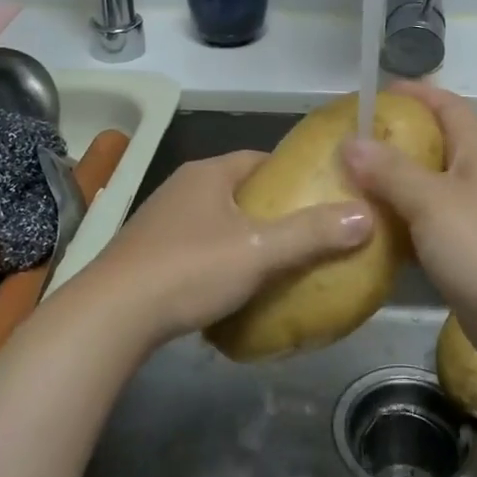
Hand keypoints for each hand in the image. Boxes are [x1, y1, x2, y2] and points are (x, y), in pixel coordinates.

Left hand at [74, 151, 372, 348]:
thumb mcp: (259, 251)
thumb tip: (366, 216)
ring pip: (218, 220)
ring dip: (245, 236)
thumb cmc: (189, 270)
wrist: (111, 317)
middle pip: (240, 190)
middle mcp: (182, 187)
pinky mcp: (148, 254)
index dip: (293, 175)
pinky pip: (197, 246)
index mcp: (208, 173)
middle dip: (273, 209)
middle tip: (308, 233)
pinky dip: (220, 259)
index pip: (260, 159)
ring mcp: (161, 221)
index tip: (322, 196)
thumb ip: (312, 233)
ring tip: (278, 263)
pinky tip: (234, 287)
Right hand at [341, 83, 476, 373]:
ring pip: (426, 191)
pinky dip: (399, 228)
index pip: (449, 106)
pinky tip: (369, 236)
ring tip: (349, 187)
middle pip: (435, 146)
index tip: (378, 93)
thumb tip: (350, 142)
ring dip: (393, 187)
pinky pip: (425, 230)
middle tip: (352, 145)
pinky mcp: (465, 256)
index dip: (417, 93)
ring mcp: (473, 220)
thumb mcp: (431, 201)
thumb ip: (390, 171)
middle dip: (396, 141)